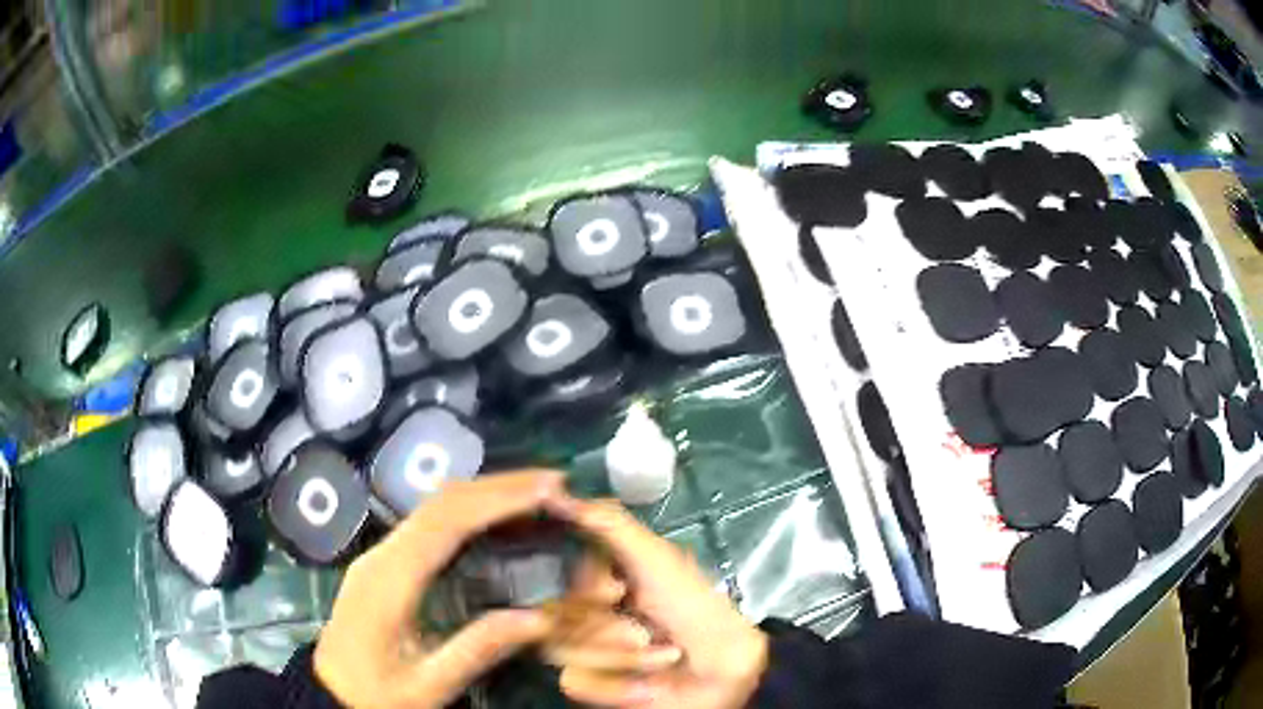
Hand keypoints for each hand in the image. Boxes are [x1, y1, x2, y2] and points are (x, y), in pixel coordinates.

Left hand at [313, 472, 564, 708]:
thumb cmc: (375, 694)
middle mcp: (382, 555)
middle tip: (553, 485)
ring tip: (534, 495)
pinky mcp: (385, 563)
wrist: (329, 691)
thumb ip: (477, 650)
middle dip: (498, 487)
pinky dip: (469, 511)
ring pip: (434, 507)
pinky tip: (496, 520)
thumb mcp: (427, 687)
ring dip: (484, 494)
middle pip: (440, 502)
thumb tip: (540, 618)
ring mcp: (380, 555)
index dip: (498, 499)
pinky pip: (430, 524)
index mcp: (389, 581)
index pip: (446, 523)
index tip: (546, 489)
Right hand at [546, 497, 768, 707]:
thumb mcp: (657, 558)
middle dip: (607, 628)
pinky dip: (617, 686)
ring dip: (622, 657)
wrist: (725, 671)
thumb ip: (607, 523)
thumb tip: (555, 490)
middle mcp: (583, 614)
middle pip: (552, 617)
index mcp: (597, 580)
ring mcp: (586, 653)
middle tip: (647, 631)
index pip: (553, 578)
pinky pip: (574, 682)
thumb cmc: (696, 609)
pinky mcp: (592, 687)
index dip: (586, 589)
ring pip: (562, 652)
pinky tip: (647, 685)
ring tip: (663, 655)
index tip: (617, 591)